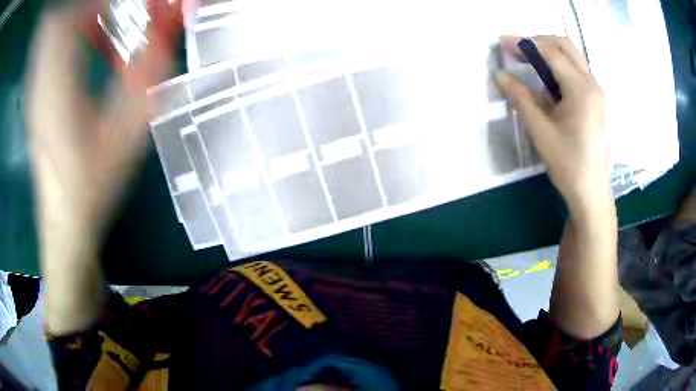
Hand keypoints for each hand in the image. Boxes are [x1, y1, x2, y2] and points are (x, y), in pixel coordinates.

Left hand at [26, 2, 178, 334]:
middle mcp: (42, 79)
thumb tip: (165, 30)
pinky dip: (71, 32)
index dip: (93, 2)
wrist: (64, 222)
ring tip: (110, 21)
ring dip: (81, 16)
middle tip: (117, 11)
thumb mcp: (127, 134)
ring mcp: (36, 87)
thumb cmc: (93, 185)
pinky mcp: (37, 95)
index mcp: (59, 84)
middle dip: (88, 7)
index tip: (123, 4)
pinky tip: (91, 42)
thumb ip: (146, 77)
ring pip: (54, 31)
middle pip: (58, 20)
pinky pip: (51, 47)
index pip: (67, 18)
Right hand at [496, 36, 610, 215]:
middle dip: (538, 42)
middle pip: (565, 45)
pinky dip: (558, 67)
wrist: (590, 192)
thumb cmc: (568, 164)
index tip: (503, 43)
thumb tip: (500, 74)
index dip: (525, 43)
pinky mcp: (594, 100)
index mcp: (581, 89)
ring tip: (528, 65)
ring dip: (549, 54)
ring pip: (571, 57)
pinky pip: (575, 71)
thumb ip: (520, 97)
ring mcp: (595, 91)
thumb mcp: (540, 130)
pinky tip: (547, 83)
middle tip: (517, 51)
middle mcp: (591, 83)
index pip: (551, 52)